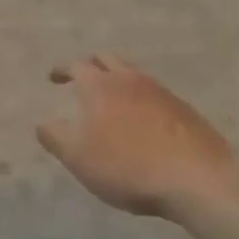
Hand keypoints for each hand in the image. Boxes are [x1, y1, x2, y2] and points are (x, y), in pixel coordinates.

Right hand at [36, 56, 238, 222]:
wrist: (197, 179)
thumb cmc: (127, 165)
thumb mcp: (78, 157)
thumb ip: (55, 138)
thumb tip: (42, 124)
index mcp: (100, 86)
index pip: (76, 66)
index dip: (62, 70)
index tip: (53, 77)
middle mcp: (130, 80)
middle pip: (108, 60)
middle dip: (92, 65)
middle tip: (83, 78)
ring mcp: (162, 93)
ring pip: (134, 75)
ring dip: (119, 80)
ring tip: (113, 99)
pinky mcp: (185, 111)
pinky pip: (155, 95)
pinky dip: (142, 99)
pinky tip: (143, 120)